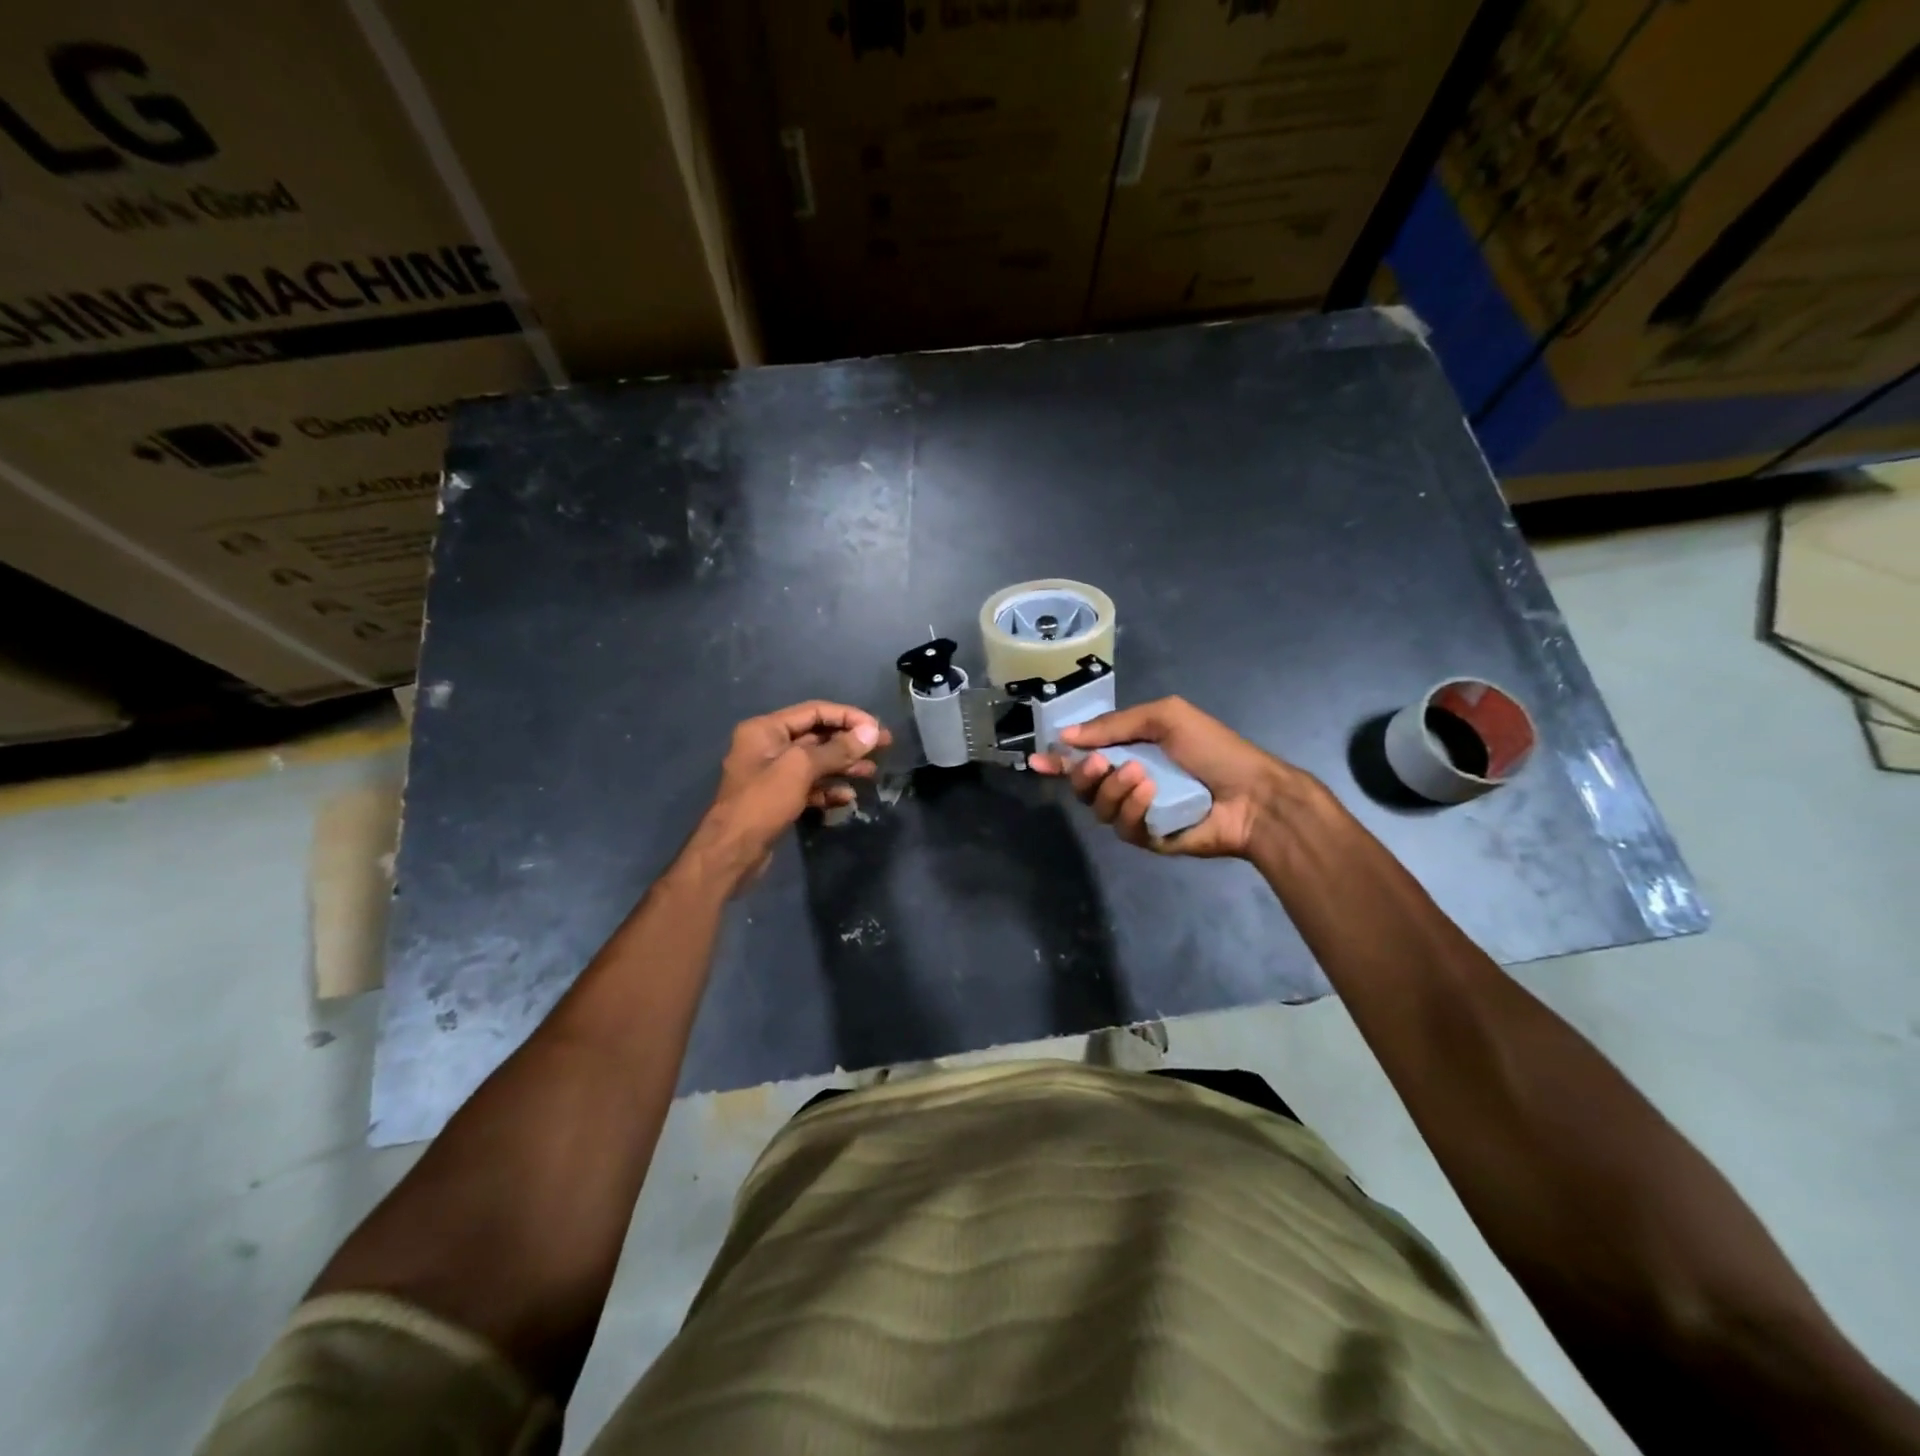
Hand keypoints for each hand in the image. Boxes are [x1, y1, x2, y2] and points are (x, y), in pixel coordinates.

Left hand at [692, 701, 888, 886]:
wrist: (730, 853)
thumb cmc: (762, 803)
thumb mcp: (800, 769)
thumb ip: (837, 749)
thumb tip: (872, 731)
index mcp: (766, 729)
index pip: (814, 712)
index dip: (848, 717)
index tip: (877, 728)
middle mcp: (768, 746)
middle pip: (817, 736)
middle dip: (849, 742)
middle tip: (884, 747)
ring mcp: (773, 774)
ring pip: (816, 763)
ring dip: (844, 766)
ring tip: (871, 773)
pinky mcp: (779, 799)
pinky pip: (810, 786)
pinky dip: (829, 789)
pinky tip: (847, 798)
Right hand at [1029, 696, 1306, 857]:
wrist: (1254, 794)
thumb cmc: (1213, 749)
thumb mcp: (1165, 718)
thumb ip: (1115, 725)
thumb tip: (1067, 736)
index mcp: (1131, 752)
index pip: (1085, 757)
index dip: (1058, 760)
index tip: (1035, 760)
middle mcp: (1129, 783)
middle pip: (1083, 785)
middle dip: (1083, 774)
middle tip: (1100, 763)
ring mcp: (1139, 812)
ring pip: (1099, 807)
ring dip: (1113, 789)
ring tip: (1140, 775)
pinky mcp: (1149, 838)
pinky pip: (1124, 827)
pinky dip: (1133, 808)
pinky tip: (1151, 795)